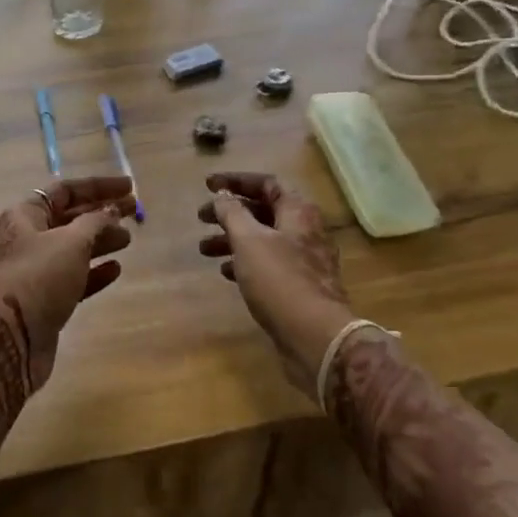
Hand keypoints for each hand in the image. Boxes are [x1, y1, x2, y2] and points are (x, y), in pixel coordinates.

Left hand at [0, 177, 134, 438]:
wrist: (8, 340)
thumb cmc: (37, 278)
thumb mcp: (70, 242)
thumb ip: (95, 222)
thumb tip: (111, 210)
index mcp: (26, 215)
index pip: (65, 190)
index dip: (98, 186)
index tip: (129, 187)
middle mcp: (28, 238)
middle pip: (70, 218)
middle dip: (102, 213)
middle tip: (135, 212)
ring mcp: (35, 271)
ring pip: (73, 249)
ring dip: (101, 241)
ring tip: (129, 239)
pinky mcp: (45, 300)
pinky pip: (74, 278)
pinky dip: (94, 272)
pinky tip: (115, 270)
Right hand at [197, 172, 353, 396]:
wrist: (316, 336)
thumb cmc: (279, 279)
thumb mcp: (248, 240)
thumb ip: (232, 213)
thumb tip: (222, 196)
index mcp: (297, 211)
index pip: (265, 183)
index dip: (235, 180)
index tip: (207, 185)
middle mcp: (305, 230)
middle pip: (263, 211)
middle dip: (229, 213)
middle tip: (201, 218)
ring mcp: (305, 260)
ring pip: (263, 239)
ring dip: (232, 240)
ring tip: (204, 249)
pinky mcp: (299, 286)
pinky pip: (268, 264)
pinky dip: (245, 262)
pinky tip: (225, 272)